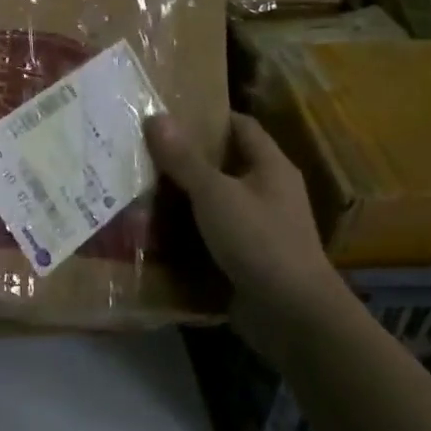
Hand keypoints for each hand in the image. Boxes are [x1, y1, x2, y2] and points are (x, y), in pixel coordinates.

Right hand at [144, 111, 340, 313]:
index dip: (208, 117)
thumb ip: (184, 158)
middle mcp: (269, 192)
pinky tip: (154, 231)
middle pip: (224, 164)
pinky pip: (213, 235)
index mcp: (271, 167)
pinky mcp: (247, 258)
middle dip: (186, 159)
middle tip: (142, 151)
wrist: (292, 315)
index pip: (241, 126)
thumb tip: (155, 116)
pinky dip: (188, 232)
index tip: (168, 115)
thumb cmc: (259, 240)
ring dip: (183, 198)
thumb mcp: (215, 194)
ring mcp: (260, 227)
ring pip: (215, 202)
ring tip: (138, 188)